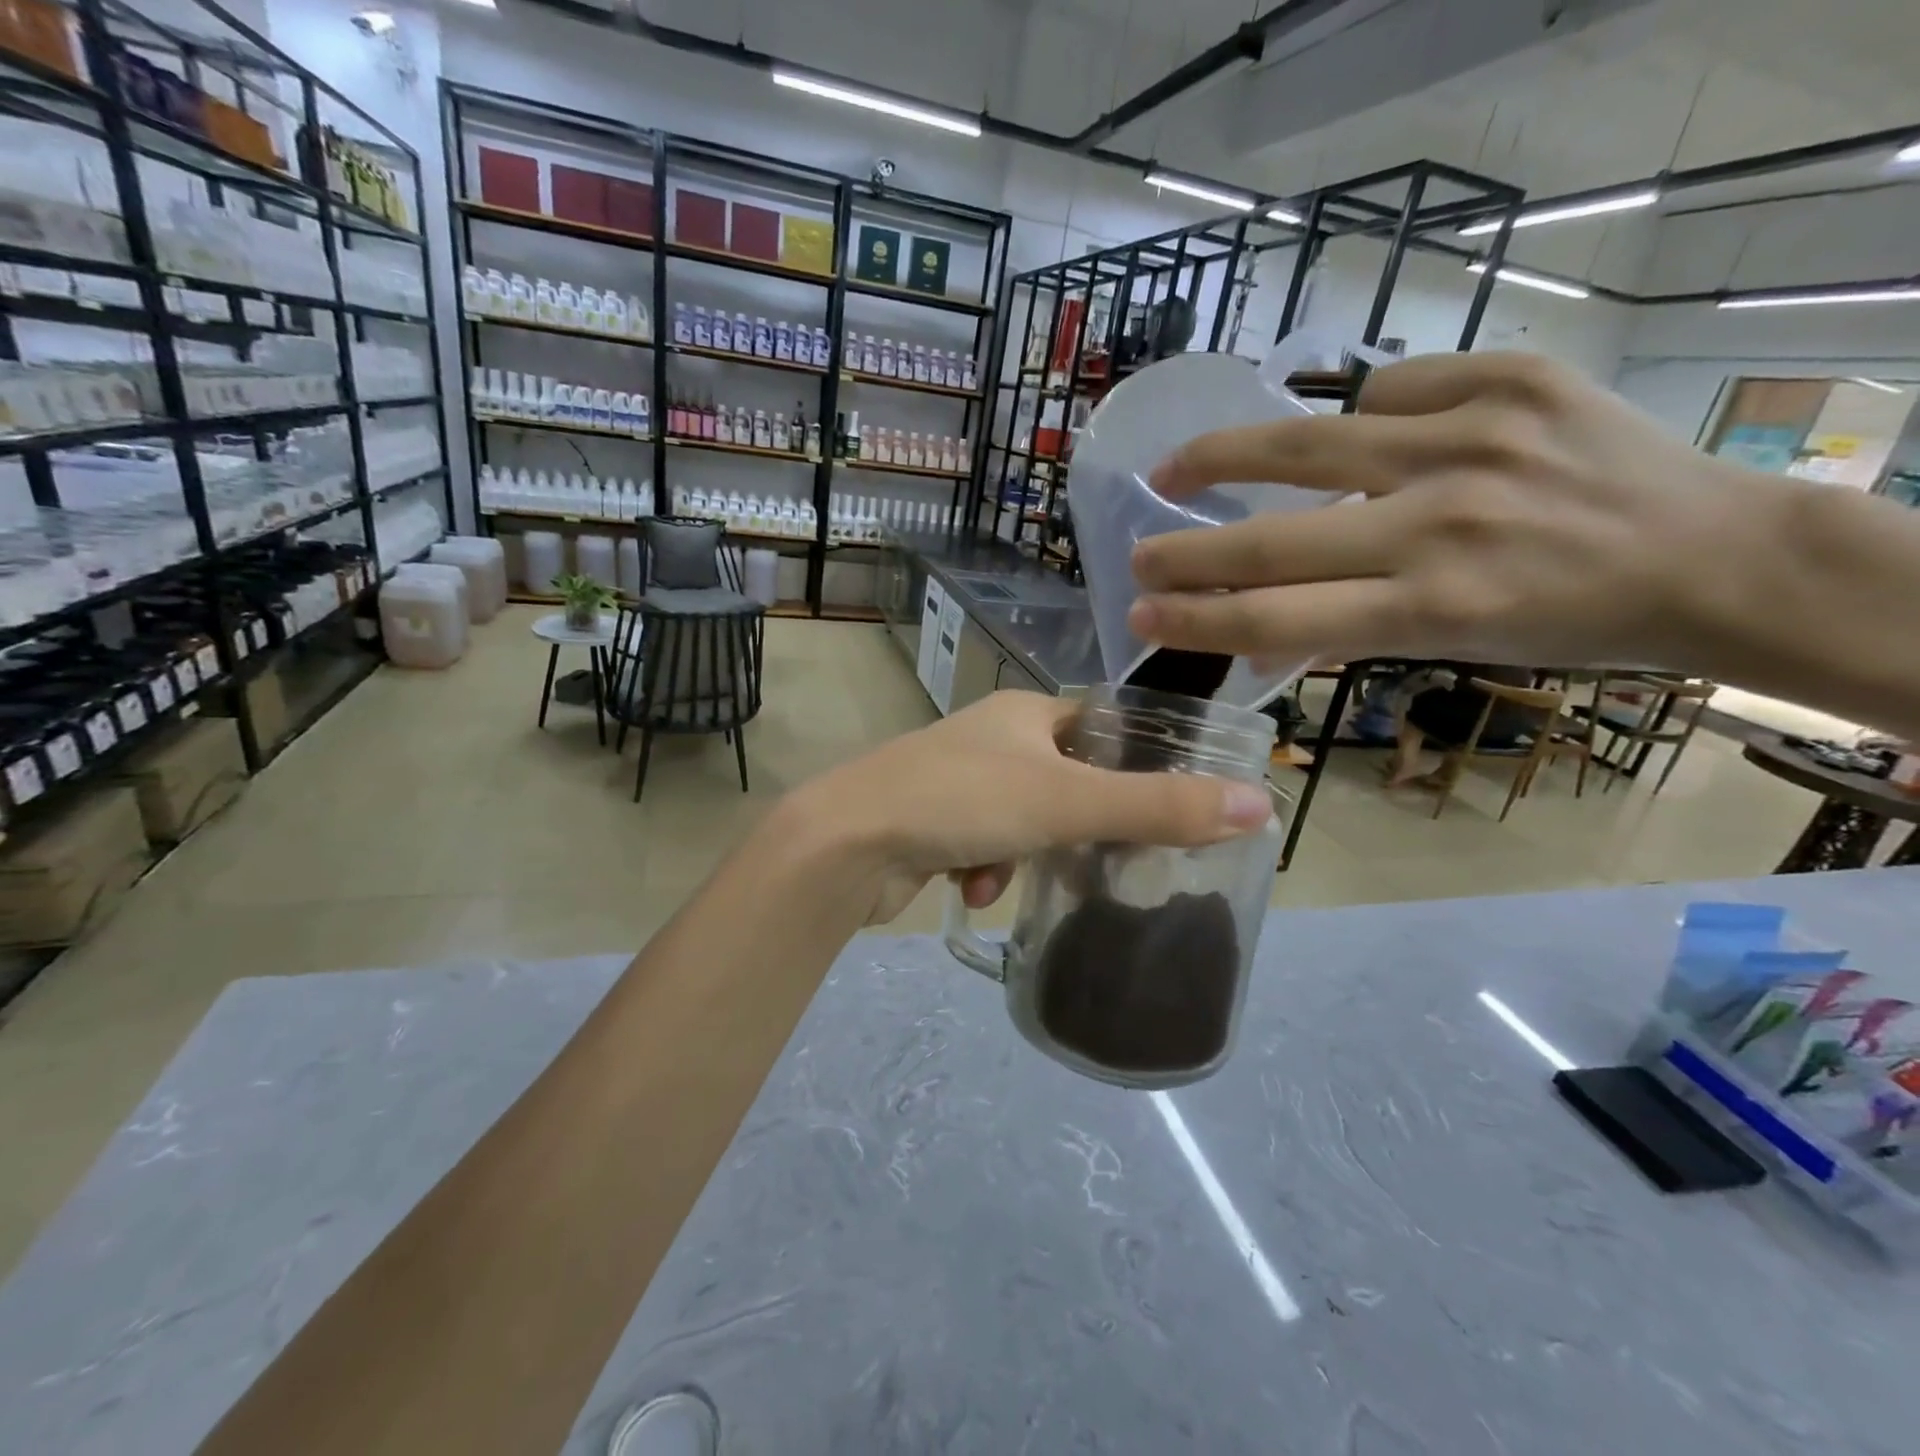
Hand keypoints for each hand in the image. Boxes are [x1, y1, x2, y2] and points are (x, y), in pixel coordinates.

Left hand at [783, 691, 1272, 923]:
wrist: (846, 842)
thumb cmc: (963, 802)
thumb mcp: (1070, 803)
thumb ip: (1160, 807)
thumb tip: (1259, 804)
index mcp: (1023, 714)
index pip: (1099, 726)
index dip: (1133, 762)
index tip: (1160, 806)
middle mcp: (989, 738)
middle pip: (1063, 779)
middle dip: (1078, 825)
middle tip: (1103, 860)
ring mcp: (955, 779)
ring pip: (1023, 819)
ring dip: (1027, 855)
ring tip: (1010, 876)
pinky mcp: (929, 820)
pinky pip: (982, 844)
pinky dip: (986, 869)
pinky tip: (971, 888)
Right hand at [1128, 352, 1780, 674]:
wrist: (1710, 552)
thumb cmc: (1564, 624)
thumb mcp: (1448, 651)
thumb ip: (1342, 635)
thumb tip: (1248, 641)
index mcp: (1430, 608)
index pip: (1277, 619)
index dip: (1196, 619)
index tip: (1142, 613)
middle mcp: (1441, 525)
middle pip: (1272, 540)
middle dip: (1187, 551)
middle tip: (1136, 553)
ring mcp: (1473, 441)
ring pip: (1308, 444)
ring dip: (1224, 457)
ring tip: (1177, 465)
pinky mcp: (1508, 380)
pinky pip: (1389, 390)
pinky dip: (1354, 414)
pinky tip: (1348, 430)